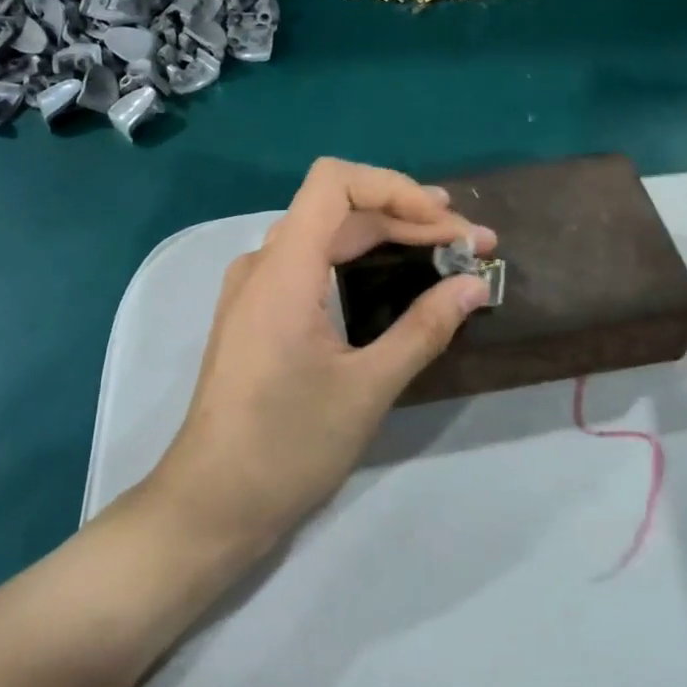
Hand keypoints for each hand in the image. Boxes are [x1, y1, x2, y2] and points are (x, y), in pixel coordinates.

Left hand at [141, 158, 494, 566]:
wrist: (211, 504)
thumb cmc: (287, 447)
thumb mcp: (368, 389)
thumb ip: (424, 328)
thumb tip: (475, 285)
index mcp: (283, 270)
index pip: (335, 182)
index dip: (396, 188)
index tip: (447, 224)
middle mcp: (263, 264)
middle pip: (339, 208)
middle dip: (408, 217)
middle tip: (470, 244)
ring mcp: (254, 288)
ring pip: (326, 235)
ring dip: (386, 236)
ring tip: (444, 251)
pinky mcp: (256, 313)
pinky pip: (311, 263)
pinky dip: (358, 261)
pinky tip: (393, 278)